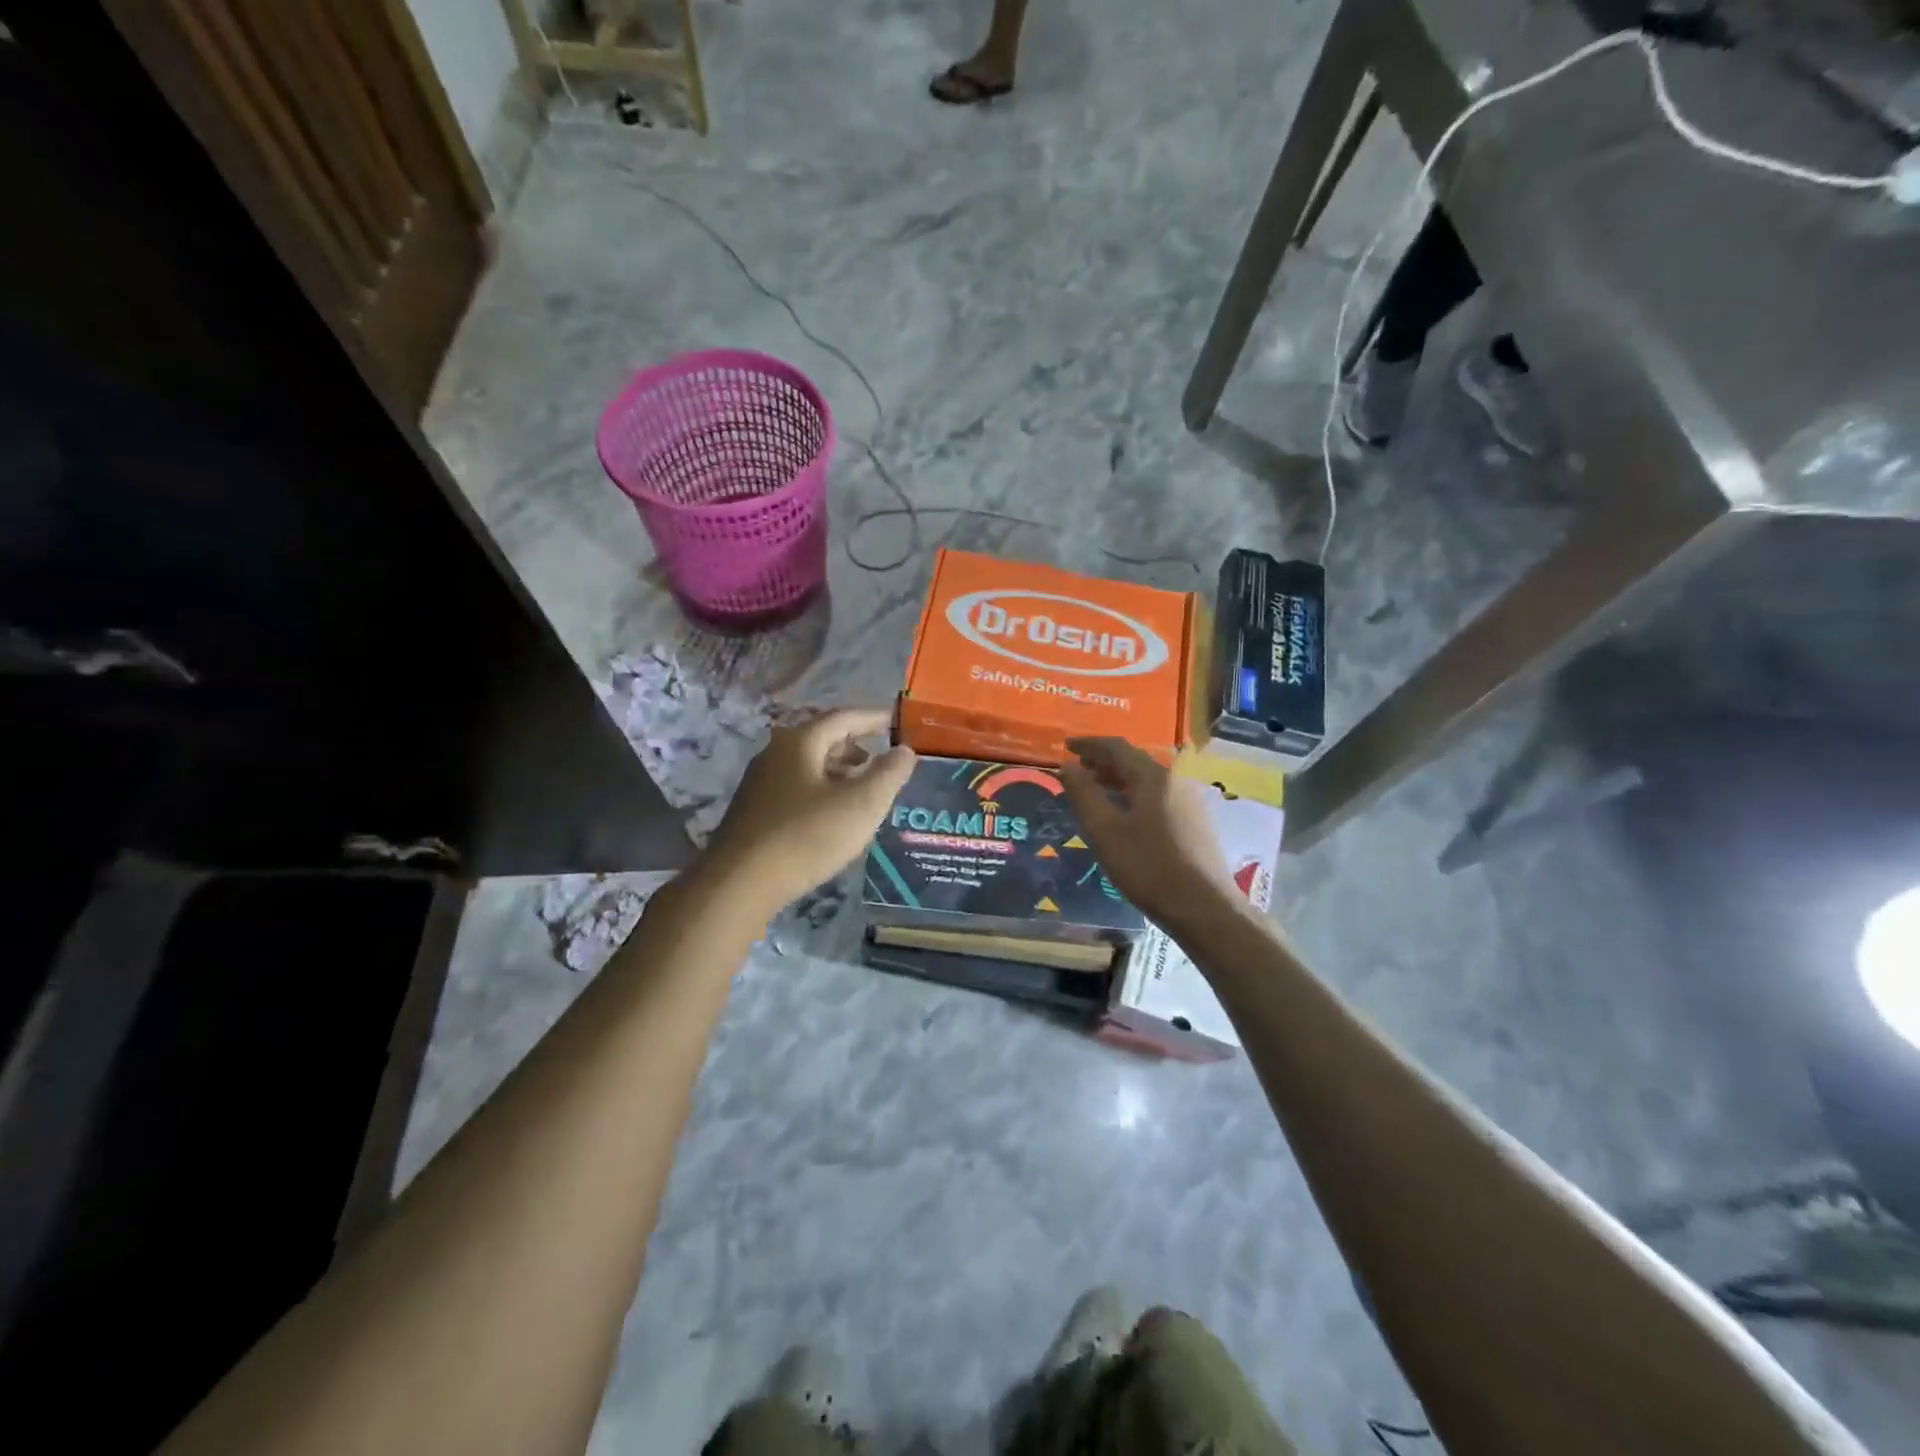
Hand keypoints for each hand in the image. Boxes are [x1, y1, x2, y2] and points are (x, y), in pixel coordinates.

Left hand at [703, 708, 916, 919]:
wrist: (739, 884)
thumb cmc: (807, 836)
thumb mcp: (862, 804)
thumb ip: (889, 773)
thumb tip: (905, 750)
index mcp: (799, 742)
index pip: (843, 717)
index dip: (873, 718)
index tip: (896, 721)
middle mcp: (775, 754)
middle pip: (822, 739)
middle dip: (855, 746)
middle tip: (881, 762)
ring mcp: (759, 783)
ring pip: (808, 765)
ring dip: (838, 771)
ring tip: (862, 791)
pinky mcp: (753, 812)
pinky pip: (796, 788)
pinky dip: (821, 790)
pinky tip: (832, 816)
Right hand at [1059, 736, 1232, 929]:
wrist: (1204, 907)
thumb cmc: (1148, 867)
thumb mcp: (1105, 831)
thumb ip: (1083, 794)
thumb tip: (1067, 766)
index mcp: (1152, 777)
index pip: (1116, 747)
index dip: (1089, 744)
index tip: (1066, 746)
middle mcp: (1174, 781)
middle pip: (1134, 761)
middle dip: (1103, 761)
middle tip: (1078, 768)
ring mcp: (1188, 802)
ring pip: (1147, 780)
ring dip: (1118, 779)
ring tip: (1095, 790)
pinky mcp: (1195, 823)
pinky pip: (1157, 797)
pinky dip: (1134, 795)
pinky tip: (1124, 815)